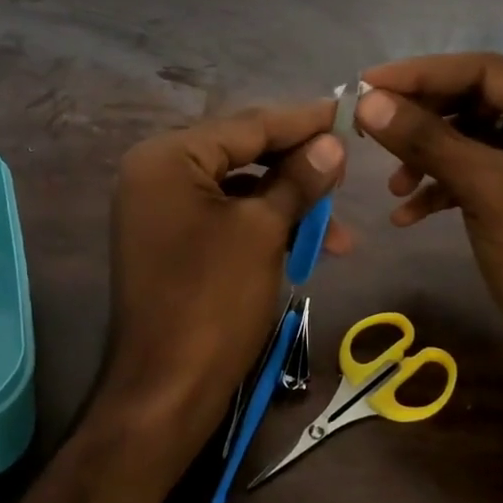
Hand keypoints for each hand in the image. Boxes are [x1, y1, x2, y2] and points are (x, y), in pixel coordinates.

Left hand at [102, 99, 348, 463]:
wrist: (166, 390)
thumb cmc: (214, 301)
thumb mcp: (264, 232)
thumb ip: (299, 180)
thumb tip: (332, 144)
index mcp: (167, 157)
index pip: (247, 125)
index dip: (302, 121)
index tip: (346, 111)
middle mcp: (156, 173)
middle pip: (241, 153)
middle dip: (298, 167)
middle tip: (346, 171)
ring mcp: (160, 209)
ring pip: (238, 190)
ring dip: (287, 205)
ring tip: (337, 229)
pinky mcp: (170, 241)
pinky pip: (225, 217)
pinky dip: (264, 226)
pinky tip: (305, 245)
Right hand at [354, 53, 502, 370]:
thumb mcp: (487, 191)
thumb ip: (428, 139)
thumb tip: (369, 102)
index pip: (487, 71)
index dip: (423, 74)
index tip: (367, 85)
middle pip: (477, 103)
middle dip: (422, 118)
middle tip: (368, 129)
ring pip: (471, 141)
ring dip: (428, 157)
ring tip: (392, 185)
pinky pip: (476, 176)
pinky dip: (441, 189)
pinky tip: (408, 214)